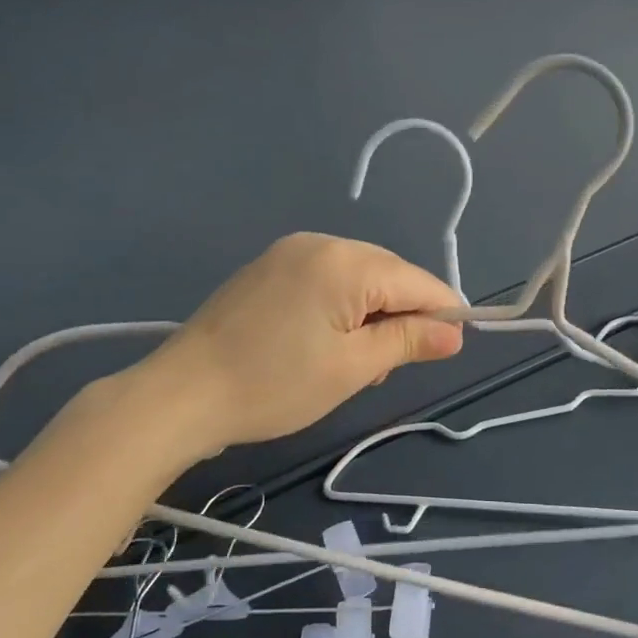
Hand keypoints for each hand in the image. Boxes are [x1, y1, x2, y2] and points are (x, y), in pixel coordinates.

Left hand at [152, 233, 464, 450]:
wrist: (182, 394)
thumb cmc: (274, 385)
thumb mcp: (353, 368)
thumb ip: (408, 341)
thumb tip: (455, 333)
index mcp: (345, 262)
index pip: (416, 280)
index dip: (442, 312)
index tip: (452, 347)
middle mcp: (320, 242)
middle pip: (387, 273)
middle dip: (402, 313)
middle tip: (389, 366)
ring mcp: (289, 251)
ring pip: (356, 276)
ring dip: (370, 312)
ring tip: (353, 362)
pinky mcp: (267, 267)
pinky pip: (325, 277)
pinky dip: (340, 305)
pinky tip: (324, 341)